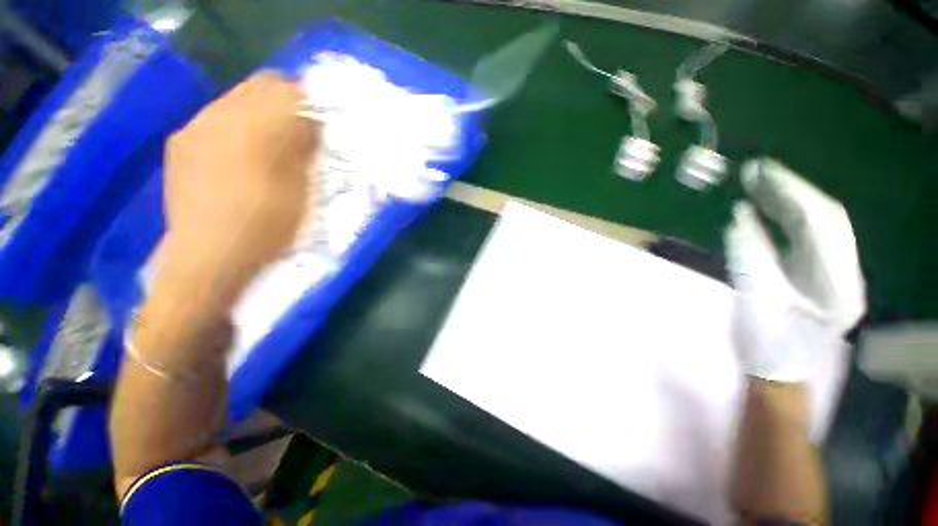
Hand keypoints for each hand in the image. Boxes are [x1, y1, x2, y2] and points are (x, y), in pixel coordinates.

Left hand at [153, 72, 319, 319]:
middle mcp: (220, 116)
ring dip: (262, 112)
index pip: (291, 92)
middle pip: (261, 85)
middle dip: (288, 100)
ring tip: (275, 141)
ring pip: (237, 98)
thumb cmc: (267, 229)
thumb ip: (304, 150)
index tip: (326, 122)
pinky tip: (243, 152)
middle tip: (305, 128)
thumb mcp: (301, 191)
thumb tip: (311, 126)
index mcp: (256, 130)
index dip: (313, 102)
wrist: (208, 260)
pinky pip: (215, 116)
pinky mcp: (180, 143)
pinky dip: (237, 124)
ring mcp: (194, 127)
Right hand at [725, 159, 865, 381]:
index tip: (762, 172)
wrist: (779, 371)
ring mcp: (836, 273)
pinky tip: (767, 209)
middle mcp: (846, 272)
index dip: (792, 192)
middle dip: (791, 190)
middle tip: (757, 172)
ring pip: (818, 225)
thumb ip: (749, 255)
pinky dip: (786, 219)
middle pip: (825, 217)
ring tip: (759, 184)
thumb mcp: (755, 300)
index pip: (822, 221)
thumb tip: (739, 216)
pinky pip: (807, 237)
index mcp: (837, 282)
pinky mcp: (821, 274)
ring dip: (788, 201)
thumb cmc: (766, 344)